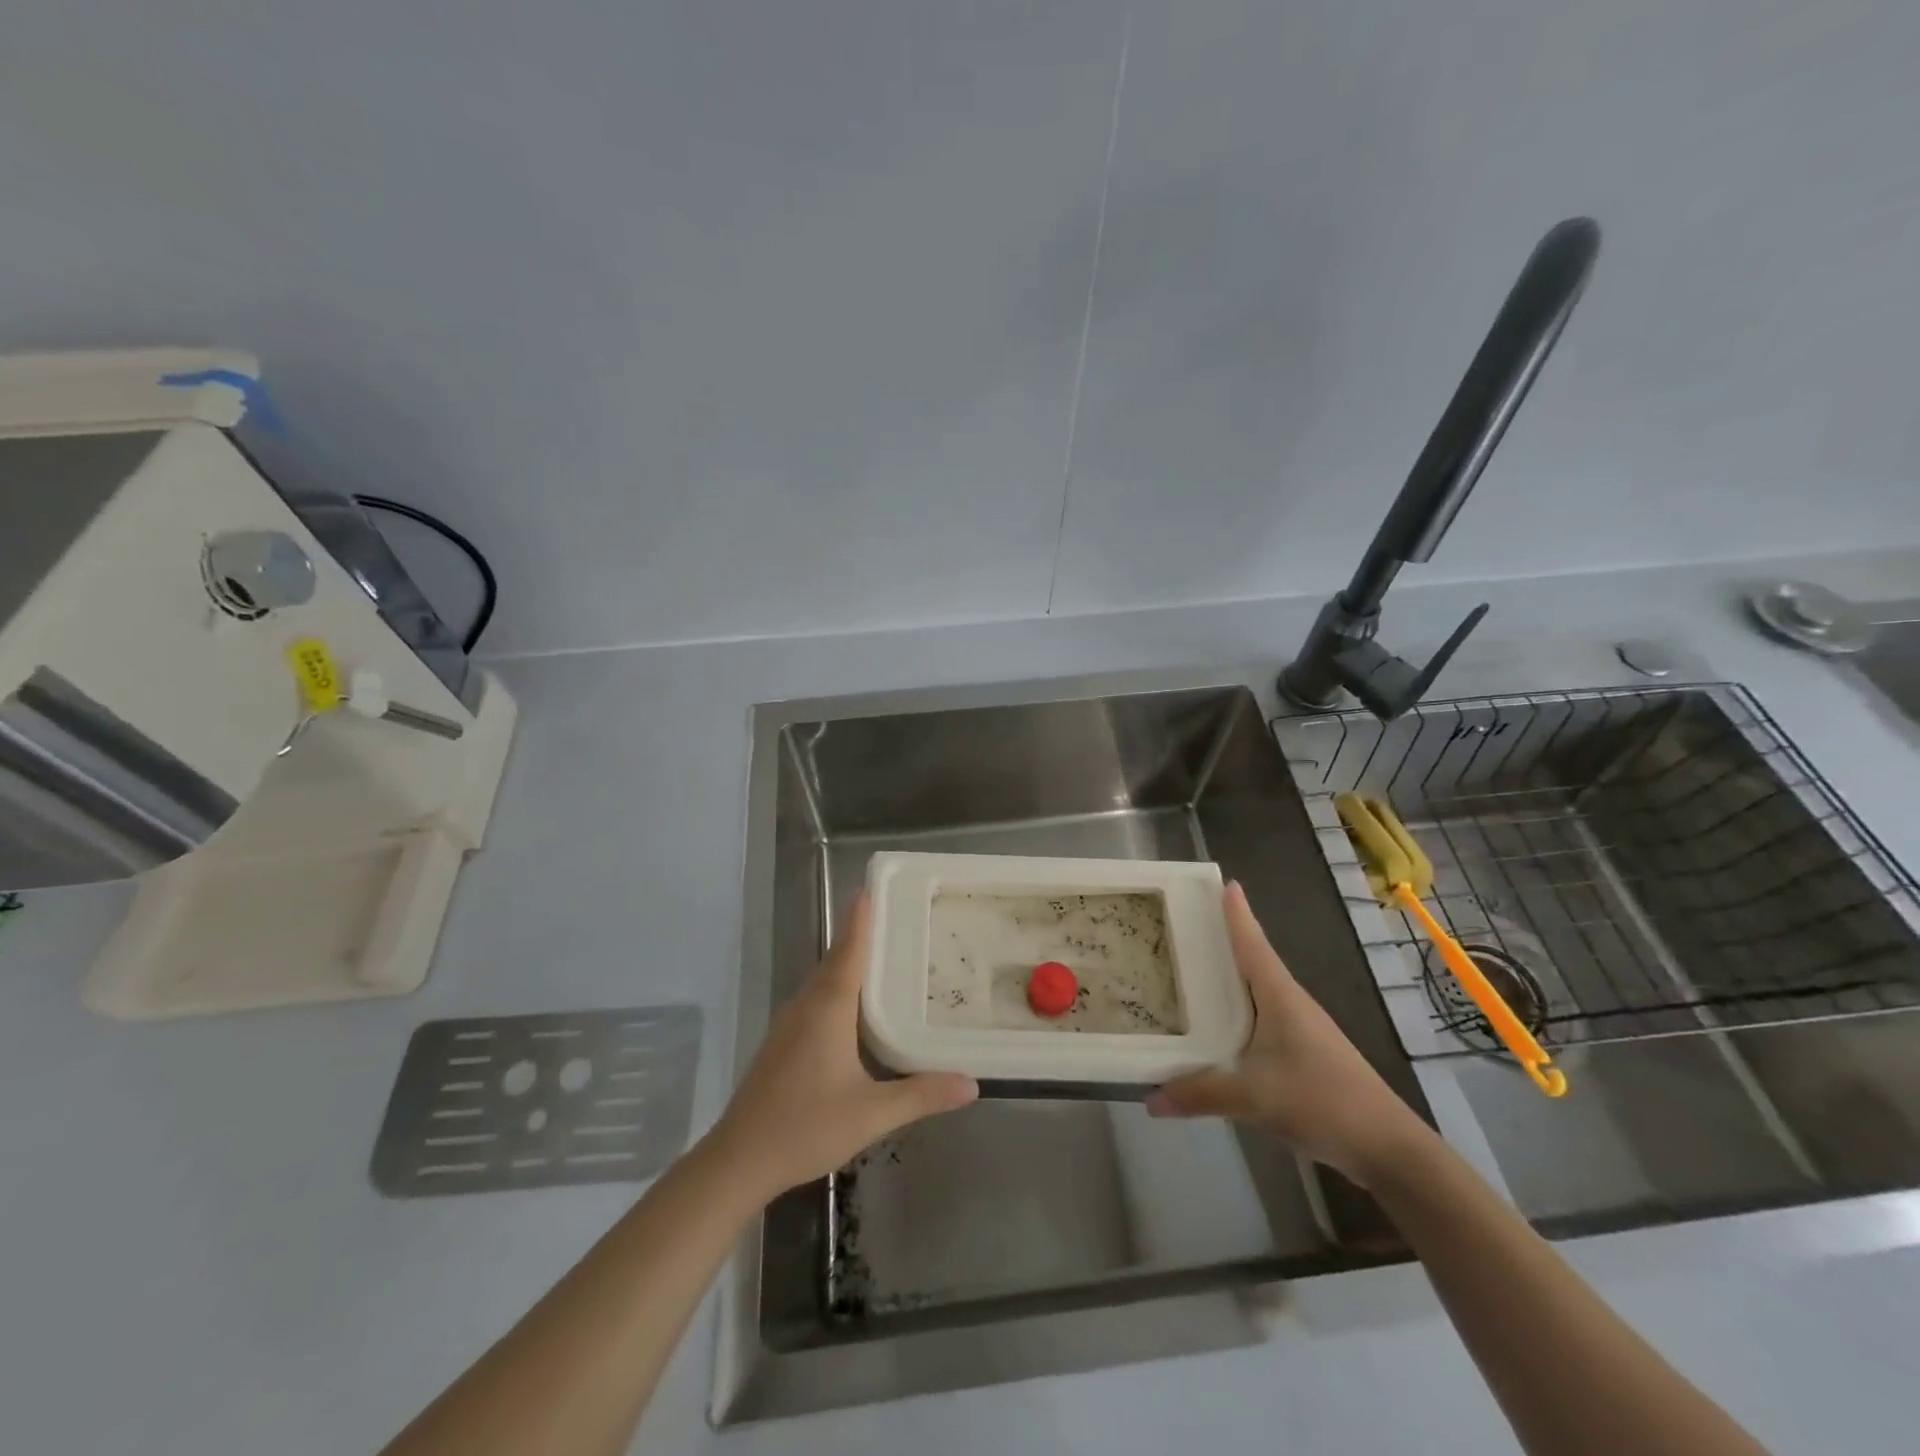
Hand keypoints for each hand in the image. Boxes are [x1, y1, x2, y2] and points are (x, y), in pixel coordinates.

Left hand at [710, 892, 977, 1200]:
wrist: (738, 1159)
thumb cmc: (806, 1127)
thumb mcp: (872, 1114)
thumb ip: (922, 1095)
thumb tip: (972, 1084)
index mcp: (828, 1008)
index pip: (849, 949)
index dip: (860, 918)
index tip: (871, 887)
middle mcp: (806, 1004)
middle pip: (835, 959)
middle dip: (860, 934)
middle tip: (894, 918)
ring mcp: (788, 1023)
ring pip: (822, 980)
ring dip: (847, 961)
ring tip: (881, 955)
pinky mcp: (780, 1042)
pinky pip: (814, 998)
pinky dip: (836, 987)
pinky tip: (852, 1007)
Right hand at [1147, 881, 1429, 1186]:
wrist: (1387, 1147)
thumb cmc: (1322, 1099)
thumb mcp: (1254, 1097)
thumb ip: (1200, 1093)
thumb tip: (1149, 1099)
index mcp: (1279, 996)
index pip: (1253, 943)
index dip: (1237, 914)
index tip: (1225, 882)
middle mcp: (1289, 1004)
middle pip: (1251, 961)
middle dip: (1222, 942)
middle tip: (1185, 925)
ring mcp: (1299, 1030)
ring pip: (1255, 994)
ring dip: (1228, 981)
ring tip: (1191, 972)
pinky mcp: (1302, 1055)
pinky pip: (1259, 1022)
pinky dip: (1235, 1015)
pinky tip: (1217, 1029)